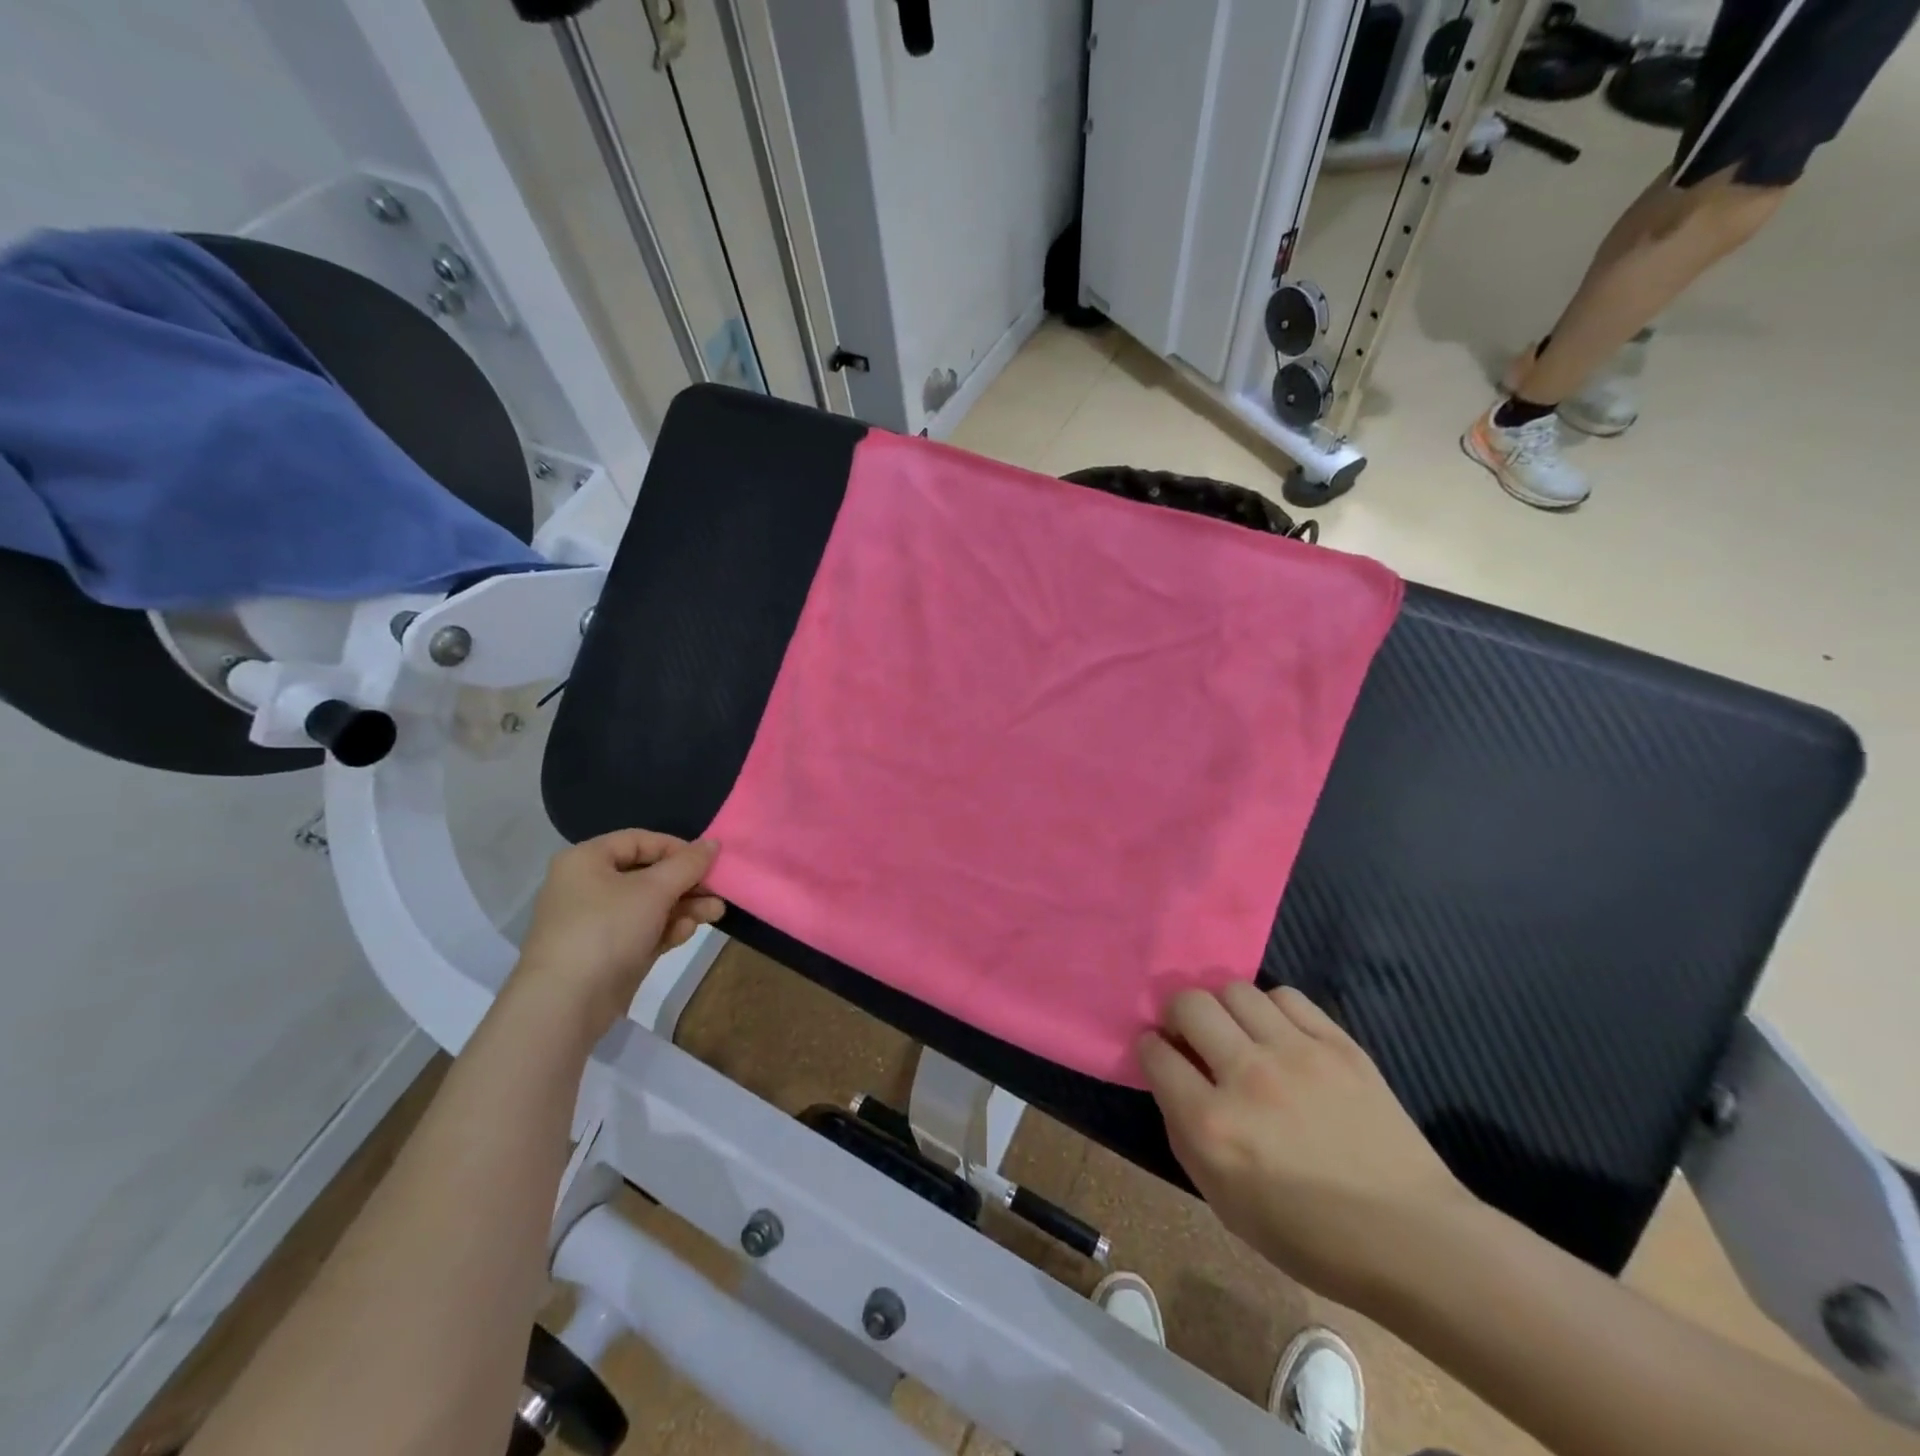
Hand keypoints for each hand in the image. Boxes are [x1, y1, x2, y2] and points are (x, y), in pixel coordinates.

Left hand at [511, 830, 724, 1041]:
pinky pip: (643, 931)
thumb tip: (713, 843)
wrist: (565, 1003)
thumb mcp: (653, 890)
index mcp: (586, 860)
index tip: (707, 862)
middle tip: (718, 890)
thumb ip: (687, 864)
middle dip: (687, 883)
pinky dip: (666, 929)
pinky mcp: (608, 952)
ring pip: (649, 905)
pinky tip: (687, 932)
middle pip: (648, 875)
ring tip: (716, 913)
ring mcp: (597, 922)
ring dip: (684, 907)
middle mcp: (587, 886)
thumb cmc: (607, 929)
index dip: (676, 848)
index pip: (638, 841)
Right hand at [1138, 984, 1473, 1311]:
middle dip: (1177, 1014)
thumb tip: (1172, 1080)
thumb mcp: (1223, 1201)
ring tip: (1238, 1032)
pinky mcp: (1338, 1044)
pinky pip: (1286, 996)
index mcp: (1211, 1125)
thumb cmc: (1308, 1235)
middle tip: (1191, 1036)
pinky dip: (1271, 1009)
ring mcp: (1295, 1053)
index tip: (1161, 1056)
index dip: (1150, 1049)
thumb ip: (1185, 1132)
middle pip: (1188, 1003)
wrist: (1410, 1239)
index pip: (1154, 1052)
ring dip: (1224, 1008)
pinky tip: (1279, 1034)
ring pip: (1235, 989)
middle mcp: (1246, 1077)